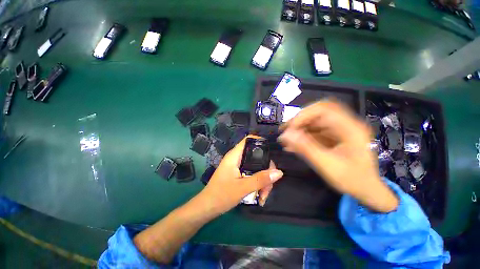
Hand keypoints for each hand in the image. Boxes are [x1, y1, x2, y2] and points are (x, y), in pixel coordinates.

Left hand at [199, 135, 283, 213]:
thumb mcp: (243, 188)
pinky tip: (260, 196)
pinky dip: (258, 183)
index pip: (249, 140)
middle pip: (256, 156)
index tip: (271, 152)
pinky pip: (252, 174)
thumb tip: (279, 172)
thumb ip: (260, 179)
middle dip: (266, 170)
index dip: (260, 141)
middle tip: (269, 185)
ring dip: (263, 180)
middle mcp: (237, 158)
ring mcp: (238, 166)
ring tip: (263, 196)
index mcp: (235, 155)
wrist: (207, 208)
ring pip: (256, 167)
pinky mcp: (238, 174)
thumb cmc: (221, 195)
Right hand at [278, 101, 397, 212]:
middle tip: (285, 131)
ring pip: (314, 122)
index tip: (290, 129)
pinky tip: (292, 145)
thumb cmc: (352, 180)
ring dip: (298, 129)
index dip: (303, 116)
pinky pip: (314, 131)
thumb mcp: (327, 165)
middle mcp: (345, 124)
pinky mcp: (332, 136)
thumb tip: (285, 135)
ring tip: (286, 139)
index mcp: (350, 128)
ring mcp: (338, 130)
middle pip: (317, 113)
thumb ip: (305, 148)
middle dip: (298, 121)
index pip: (323, 109)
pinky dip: (302, 136)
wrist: (366, 190)